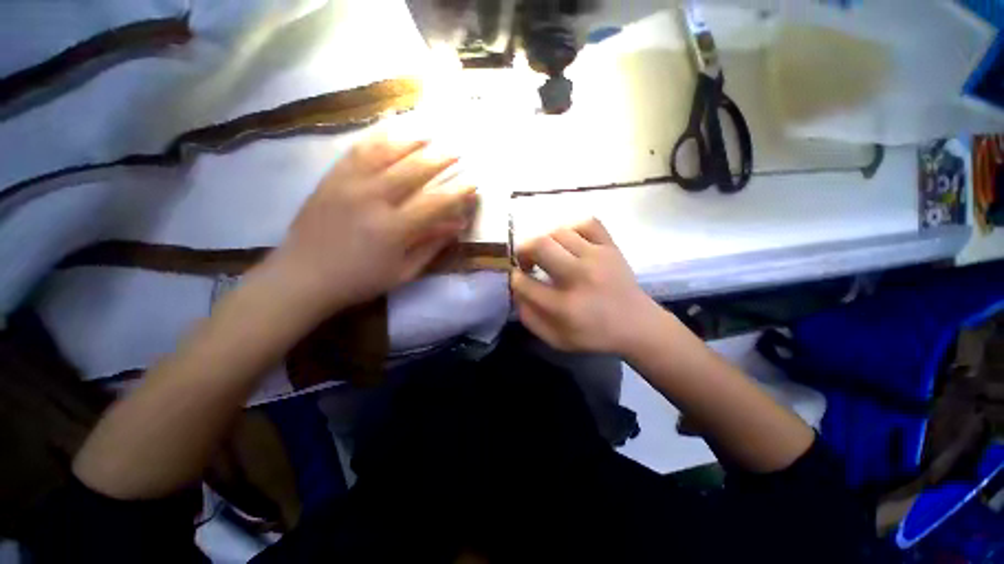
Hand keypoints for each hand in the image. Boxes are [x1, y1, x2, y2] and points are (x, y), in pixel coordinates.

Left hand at [265, 132, 476, 316]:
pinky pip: (357, 150)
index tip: (473, 183)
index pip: (435, 203)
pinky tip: (392, 130)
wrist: (303, 276)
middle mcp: (373, 199)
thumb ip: (431, 245)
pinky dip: (378, 137)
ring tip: (430, 134)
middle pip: (413, 170)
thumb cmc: (360, 280)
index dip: (458, 192)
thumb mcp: (403, 271)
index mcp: (393, 229)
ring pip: (386, 152)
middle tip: (457, 151)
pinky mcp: (331, 178)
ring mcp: (349, 184)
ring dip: (412, 141)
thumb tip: (457, 225)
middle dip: (440, 159)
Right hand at [510, 218, 659, 354]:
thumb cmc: (594, 336)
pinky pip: (587, 223)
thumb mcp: (556, 339)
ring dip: (545, 241)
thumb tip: (516, 290)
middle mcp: (579, 276)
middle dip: (524, 250)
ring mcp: (597, 257)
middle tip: (526, 261)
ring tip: (547, 253)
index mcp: (564, 306)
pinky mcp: (611, 247)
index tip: (518, 277)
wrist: (637, 325)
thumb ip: (530, 318)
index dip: (515, 278)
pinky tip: (570, 242)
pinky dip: (572, 228)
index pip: (524, 282)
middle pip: (540, 246)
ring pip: (559, 232)